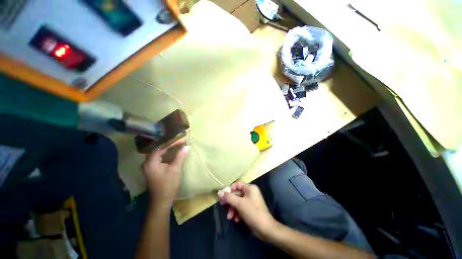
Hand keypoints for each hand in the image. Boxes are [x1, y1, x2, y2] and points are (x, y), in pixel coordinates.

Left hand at [141, 138, 189, 208]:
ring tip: (177, 144)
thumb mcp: (175, 169)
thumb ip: (180, 156)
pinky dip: (166, 154)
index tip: (182, 139)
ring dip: (168, 149)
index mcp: (151, 162)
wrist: (162, 201)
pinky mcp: (152, 170)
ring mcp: (149, 166)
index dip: (172, 142)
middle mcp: (147, 162)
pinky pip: (159, 158)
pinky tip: (172, 152)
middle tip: (180, 140)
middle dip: (170, 144)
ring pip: (159, 153)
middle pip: (159, 149)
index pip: (161, 147)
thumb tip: (187, 146)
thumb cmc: (168, 185)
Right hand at [218, 182, 277, 239]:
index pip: (237, 185)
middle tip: (222, 206)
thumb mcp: (239, 204)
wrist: (265, 229)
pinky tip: (236, 219)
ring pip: (237, 202)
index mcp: (250, 188)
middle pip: (236, 194)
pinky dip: (237, 213)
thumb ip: (229, 197)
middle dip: (230, 202)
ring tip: (230, 217)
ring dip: (232, 209)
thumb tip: (219, 192)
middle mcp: (250, 193)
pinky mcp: (249, 209)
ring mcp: (250, 201)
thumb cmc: (252, 212)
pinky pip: (241, 208)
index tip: (223, 196)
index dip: (229, 190)